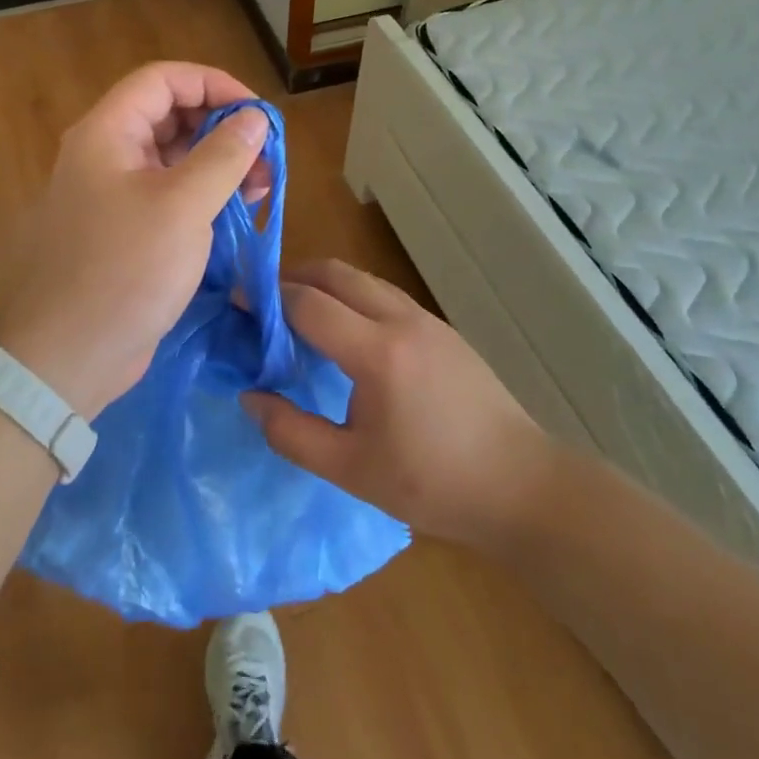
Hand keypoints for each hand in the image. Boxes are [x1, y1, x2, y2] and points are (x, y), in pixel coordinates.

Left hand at [0, 63, 272, 418]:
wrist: (66, 356)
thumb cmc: (124, 270)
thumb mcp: (183, 207)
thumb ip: (223, 155)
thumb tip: (255, 118)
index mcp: (107, 133)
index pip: (163, 80)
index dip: (213, 84)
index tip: (258, 112)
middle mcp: (107, 154)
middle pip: (170, 116)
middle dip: (222, 128)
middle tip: (267, 155)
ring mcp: (114, 195)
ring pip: (173, 158)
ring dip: (219, 163)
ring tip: (262, 185)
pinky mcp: (125, 231)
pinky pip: (168, 195)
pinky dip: (204, 195)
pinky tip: (237, 210)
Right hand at [244, 260, 551, 545]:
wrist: (520, 485)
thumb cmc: (432, 483)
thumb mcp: (351, 470)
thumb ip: (291, 433)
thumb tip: (250, 397)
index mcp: (376, 353)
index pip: (307, 303)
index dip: (267, 300)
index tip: (238, 306)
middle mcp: (400, 320)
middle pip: (335, 273)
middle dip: (293, 277)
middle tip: (263, 303)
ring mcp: (425, 319)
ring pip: (362, 279)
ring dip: (324, 283)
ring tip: (297, 314)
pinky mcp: (441, 328)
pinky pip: (384, 294)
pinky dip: (352, 296)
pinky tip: (345, 332)